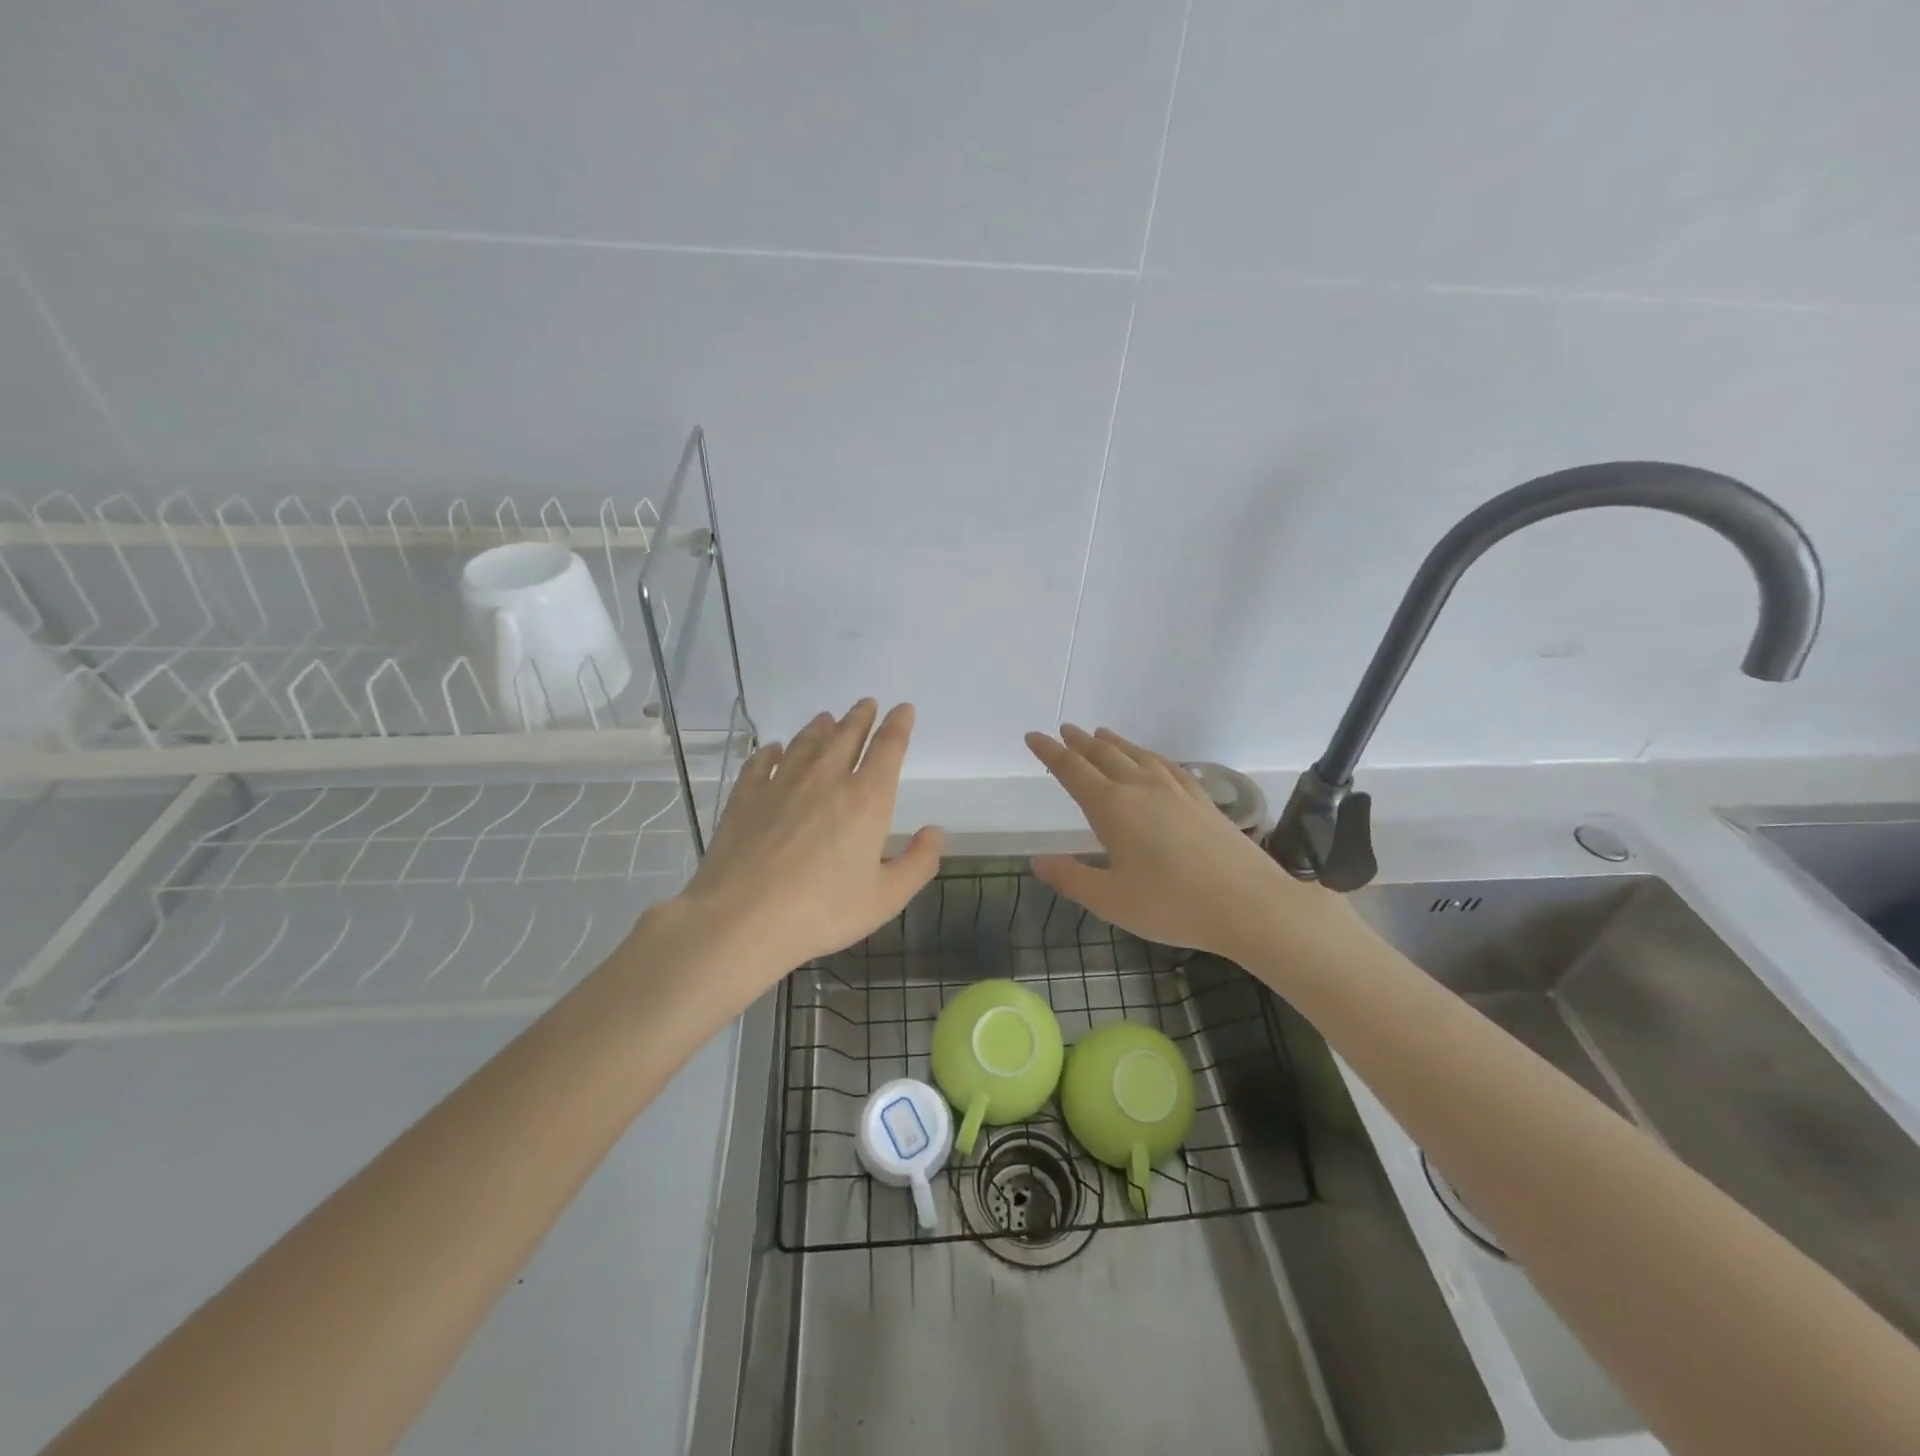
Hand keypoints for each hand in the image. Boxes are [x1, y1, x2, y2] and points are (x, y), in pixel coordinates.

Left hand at [668, 700, 942, 1001]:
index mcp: (866, 799)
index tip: (903, 709)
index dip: (899, 725)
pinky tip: (775, 749)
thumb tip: (935, 831)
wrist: (741, 919)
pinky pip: (762, 762)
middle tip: (867, 704)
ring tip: (827, 718)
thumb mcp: (885, 898)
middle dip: (861, 717)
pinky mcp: (746, 796)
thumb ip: (918, 863)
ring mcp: (782, 783)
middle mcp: (826, 779)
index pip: (888, 748)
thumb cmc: (822, 911)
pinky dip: (773, 751)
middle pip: (847, 735)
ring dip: (821, 727)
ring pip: (806, 742)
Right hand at [1024, 724, 1323, 961]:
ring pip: (1137, 755)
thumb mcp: (1111, 900)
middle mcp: (1141, 788)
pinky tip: (1151, 760)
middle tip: (1064, 730)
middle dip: (1079, 742)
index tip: (1034, 736)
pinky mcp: (1202, 799)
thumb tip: (1037, 861)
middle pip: (1104, 755)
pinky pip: (1167, 765)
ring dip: (1113, 743)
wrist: (1250, 904)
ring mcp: (1176, 790)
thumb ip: (1071, 878)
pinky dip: (1149, 755)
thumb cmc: (1172, 905)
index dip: (1050, 753)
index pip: (1073, 770)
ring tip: (1100, 733)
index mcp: (1112, 807)